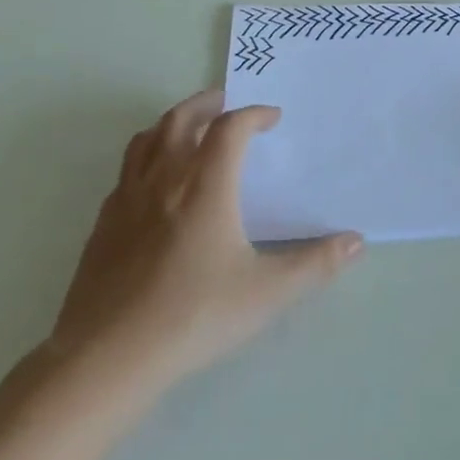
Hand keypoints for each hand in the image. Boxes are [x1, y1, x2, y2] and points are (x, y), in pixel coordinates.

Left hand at [44, 89, 362, 393]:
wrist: (108, 356)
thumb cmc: (194, 316)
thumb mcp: (267, 293)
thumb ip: (315, 264)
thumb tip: (356, 242)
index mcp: (206, 184)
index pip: (230, 127)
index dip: (254, 114)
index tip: (272, 118)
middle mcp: (164, 179)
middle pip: (181, 118)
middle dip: (207, 103)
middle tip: (227, 104)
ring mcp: (127, 199)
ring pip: (147, 139)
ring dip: (172, 123)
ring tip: (189, 130)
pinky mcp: (103, 224)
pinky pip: (126, 171)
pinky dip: (146, 159)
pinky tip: (154, 185)